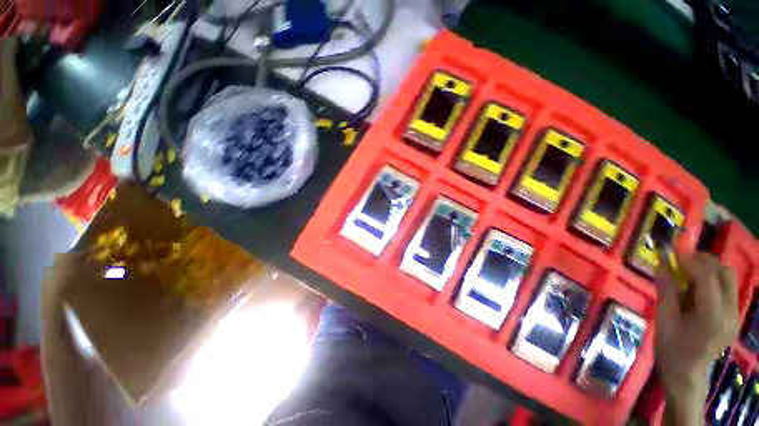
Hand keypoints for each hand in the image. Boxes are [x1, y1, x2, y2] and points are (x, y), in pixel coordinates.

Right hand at [655, 250, 738, 424]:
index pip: (708, 277)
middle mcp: (730, 313)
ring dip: (708, 269)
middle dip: (703, 261)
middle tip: (680, 261)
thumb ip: (666, 290)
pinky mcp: (733, 316)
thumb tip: (662, 263)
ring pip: (727, 278)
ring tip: (686, 275)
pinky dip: (711, 280)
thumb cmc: (670, 348)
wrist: (685, 373)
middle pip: (724, 273)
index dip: (691, 260)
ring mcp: (735, 315)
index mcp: (712, 316)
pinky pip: (726, 288)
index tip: (673, 250)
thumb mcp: (663, 319)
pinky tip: (695, 289)